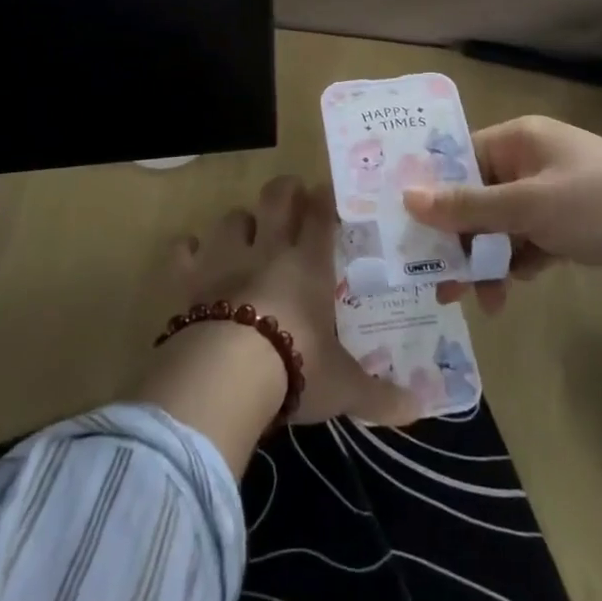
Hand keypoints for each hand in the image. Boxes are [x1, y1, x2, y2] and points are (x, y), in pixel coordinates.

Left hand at [172, 176, 418, 427]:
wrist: (228, 374)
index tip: (327, 193)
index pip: (321, 216)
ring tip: (245, 233)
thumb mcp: (343, 386)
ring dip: (239, 222)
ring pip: (232, 218)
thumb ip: (378, 395)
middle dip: (285, 191)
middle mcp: (268, 250)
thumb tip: (418, 409)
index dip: (324, 200)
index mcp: (309, 265)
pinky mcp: (190, 278)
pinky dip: (188, 250)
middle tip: (291, 195)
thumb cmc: (296, 368)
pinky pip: (184, 251)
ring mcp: (225, 259)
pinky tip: (192, 256)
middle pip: (277, 198)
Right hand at [401, 115, 601, 312]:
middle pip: (476, 197)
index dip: (432, 192)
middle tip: (438, 283)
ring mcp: (549, 194)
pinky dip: (515, 264)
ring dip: (486, 260)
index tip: (405, 230)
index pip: (458, 159)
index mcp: (517, 140)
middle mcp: (528, 161)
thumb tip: (408, 198)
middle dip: (459, 239)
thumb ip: (468, 206)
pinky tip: (509, 292)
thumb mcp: (528, 205)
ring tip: (480, 300)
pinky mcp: (567, 224)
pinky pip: (525, 241)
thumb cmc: (599, 203)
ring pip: (499, 225)